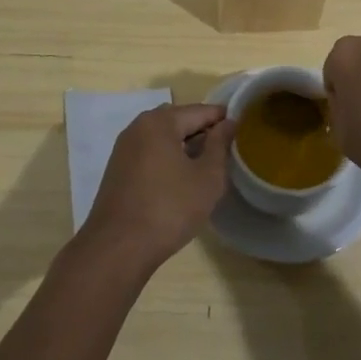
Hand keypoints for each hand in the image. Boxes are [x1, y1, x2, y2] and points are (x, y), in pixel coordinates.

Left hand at [78, 103, 232, 273]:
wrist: (117, 248)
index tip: (243, 129)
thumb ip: (219, 145)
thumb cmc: (169, 209)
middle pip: (178, 120)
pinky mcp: (117, 169)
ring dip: (184, 145)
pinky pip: (149, 152)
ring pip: (162, 137)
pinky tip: (180, 179)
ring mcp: (124, 148)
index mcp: (160, 122)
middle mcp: (137, 127)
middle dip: (202, 131)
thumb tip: (227, 123)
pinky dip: (167, 158)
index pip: (199, 110)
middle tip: (225, 150)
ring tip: (206, 165)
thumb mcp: (207, 178)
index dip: (223, 118)